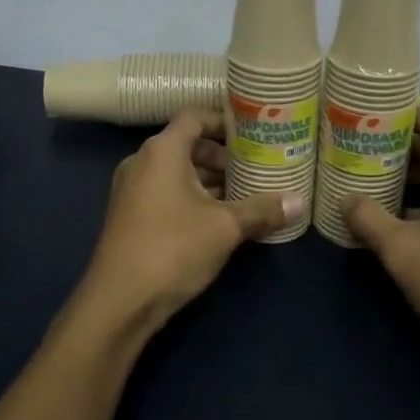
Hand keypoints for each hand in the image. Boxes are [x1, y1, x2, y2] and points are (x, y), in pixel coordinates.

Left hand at [76, 111, 303, 335]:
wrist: (119, 301)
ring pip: (177, 172)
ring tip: (245, 194)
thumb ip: (262, 210)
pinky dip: (192, 198)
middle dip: (222, 156)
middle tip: (255, 167)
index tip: (253, 133)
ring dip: (209, 180)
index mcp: (162, 151)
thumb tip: (300, 202)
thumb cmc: (173, 248)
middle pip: (187, 145)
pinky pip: (166, 193)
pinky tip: (220, 220)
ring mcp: (132, 190)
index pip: (194, 117)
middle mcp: (142, 162)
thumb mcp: (225, 227)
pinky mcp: (131, 216)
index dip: (224, 120)